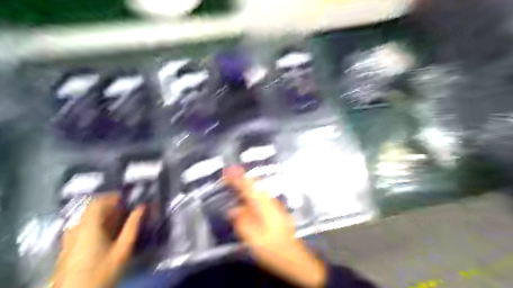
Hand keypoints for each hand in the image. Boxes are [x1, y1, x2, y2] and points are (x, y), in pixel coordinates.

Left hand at [51, 194, 143, 287]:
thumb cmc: (103, 271)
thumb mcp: (123, 249)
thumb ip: (133, 226)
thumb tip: (142, 207)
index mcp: (89, 226)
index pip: (98, 201)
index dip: (114, 196)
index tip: (128, 199)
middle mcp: (76, 228)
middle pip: (93, 209)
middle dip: (112, 207)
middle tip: (128, 212)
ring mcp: (69, 238)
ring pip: (88, 218)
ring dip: (105, 216)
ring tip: (120, 223)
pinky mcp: (68, 247)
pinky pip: (83, 227)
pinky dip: (97, 225)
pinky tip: (107, 235)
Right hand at [224, 167, 323, 286]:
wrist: (294, 258)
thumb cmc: (274, 249)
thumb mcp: (254, 239)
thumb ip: (243, 222)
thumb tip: (233, 209)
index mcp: (263, 206)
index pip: (248, 187)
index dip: (237, 178)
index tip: (227, 171)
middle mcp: (270, 202)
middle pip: (254, 185)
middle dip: (241, 179)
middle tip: (228, 177)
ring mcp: (274, 206)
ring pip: (258, 191)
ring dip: (246, 186)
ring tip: (234, 185)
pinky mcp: (275, 211)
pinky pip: (260, 198)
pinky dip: (251, 194)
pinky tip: (246, 200)